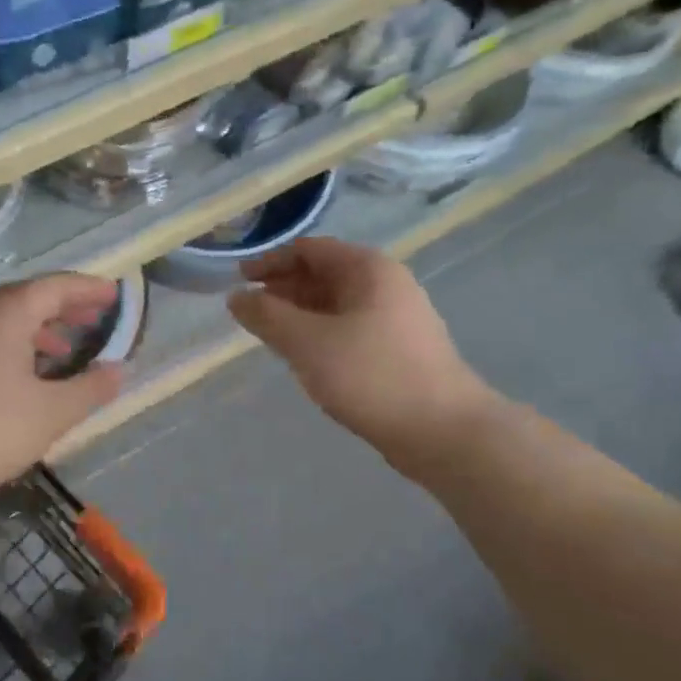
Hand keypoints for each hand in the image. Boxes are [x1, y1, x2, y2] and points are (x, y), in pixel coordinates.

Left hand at [0, 274, 124, 500]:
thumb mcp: (53, 413)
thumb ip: (91, 388)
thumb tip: (119, 370)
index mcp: (6, 315)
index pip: (53, 286)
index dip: (86, 289)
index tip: (113, 294)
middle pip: (25, 299)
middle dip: (63, 307)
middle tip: (94, 319)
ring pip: (1, 322)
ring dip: (37, 329)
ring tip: (63, 350)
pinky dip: (12, 347)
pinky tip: (21, 379)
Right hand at [227, 239, 495, 480]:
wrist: (443, 431)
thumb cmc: (372, 376)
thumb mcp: (309, 343)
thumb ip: (268, 316)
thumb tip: (236, 298)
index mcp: (368, 269)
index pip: (309, 249)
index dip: (270, 261)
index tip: (239, 281)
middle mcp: (386, 285)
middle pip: (324, 274)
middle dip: (284, 289)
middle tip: (249, 312)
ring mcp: (396, 319)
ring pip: (336, 305)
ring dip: (300, 315)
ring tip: (269, 336)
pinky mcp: (398, 351)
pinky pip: (349, 330)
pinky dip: (320, 335)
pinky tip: (305, 358)